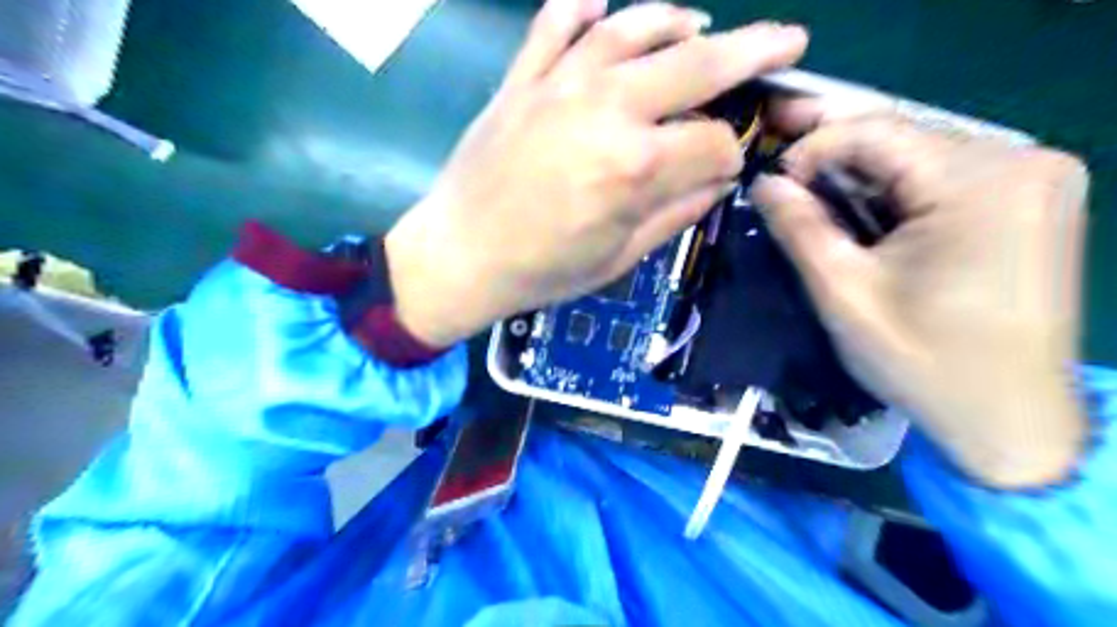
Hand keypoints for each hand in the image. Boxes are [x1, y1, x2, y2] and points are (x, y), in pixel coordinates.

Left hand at [386, 0, 803, 346]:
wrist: (460, 255)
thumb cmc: (542, 269)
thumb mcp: (621, 256)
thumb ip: (675, 212)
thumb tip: (716, 180)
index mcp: (635, 166)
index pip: (715, 142)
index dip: (732, 154)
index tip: (728, 166)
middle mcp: (606, 109)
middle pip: (697, 64)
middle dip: (754, 50)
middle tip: (787, 39)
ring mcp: (559, 84)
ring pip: (633, 28)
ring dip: (676, 21)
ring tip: (701, 24)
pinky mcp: (522, 79)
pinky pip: (556, 24)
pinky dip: (583, 10)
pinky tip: (603, 10)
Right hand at [754, 106, 1086, 488]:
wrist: (1010, 420)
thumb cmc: (924, 362)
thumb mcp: (844, 294)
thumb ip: (800, 228)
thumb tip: (763, 183)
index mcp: (981, 181)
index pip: (877, 130)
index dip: (812, 148)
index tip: (772, 185)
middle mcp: (1022, 161)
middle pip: (903, 139)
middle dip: (835, 162)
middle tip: (783, 184)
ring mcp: (1037, 179)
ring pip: (921, 156)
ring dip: (863, 179)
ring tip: (816, 204)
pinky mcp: (1034, 201)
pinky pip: (947, 178)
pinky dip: (897, 194)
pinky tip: (867, 218)